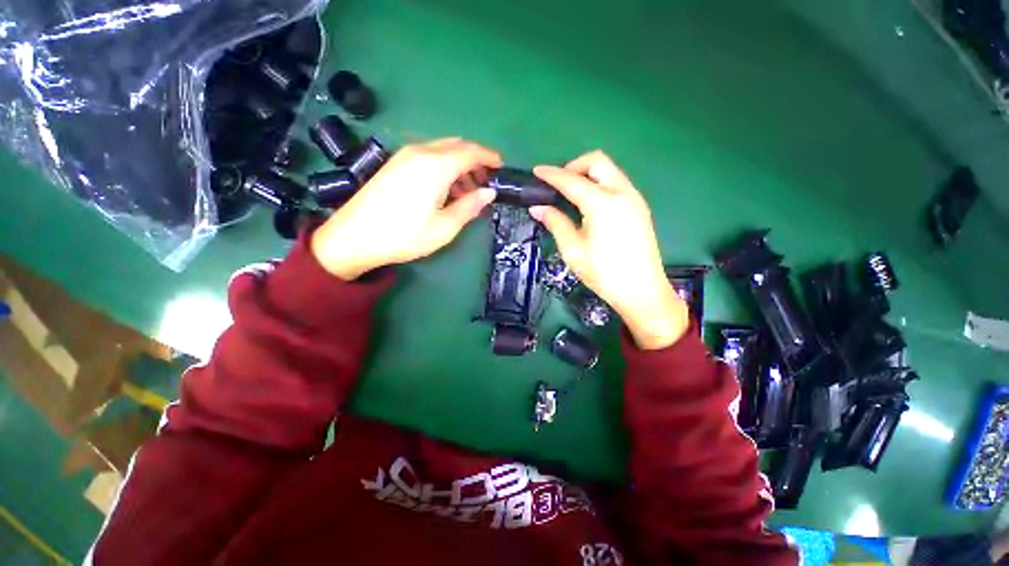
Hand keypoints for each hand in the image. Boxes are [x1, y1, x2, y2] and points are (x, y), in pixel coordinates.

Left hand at [312, 138, 501, 279]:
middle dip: (475, 161)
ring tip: (467, 194)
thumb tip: (489, 193)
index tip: (502, 167)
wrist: (354, 237)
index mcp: (436, 165)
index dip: (489, 157)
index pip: (471, 152)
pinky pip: (428, 157)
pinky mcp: (395, 164)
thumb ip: (470, 206)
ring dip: (460, 166)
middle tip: (485, 184)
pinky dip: (444, 168)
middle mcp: (421, 152)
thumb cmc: (405, 235)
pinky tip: (445, 191)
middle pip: (457, 146)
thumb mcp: (445, 227)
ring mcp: (405, 156)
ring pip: (442, 151)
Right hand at [531, 151, 687, 349]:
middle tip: (558, 185)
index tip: (536, 172)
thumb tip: (538, 207)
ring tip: (571, 194)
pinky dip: (600, 184)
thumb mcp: (573, 250)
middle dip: (574, 166)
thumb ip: (556, 223)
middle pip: (597, 161)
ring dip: (588, 174)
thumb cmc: (604, 273)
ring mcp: (634, 198)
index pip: (571, 180)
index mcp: (602, 203)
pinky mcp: (640, 207)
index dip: (551, 174)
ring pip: (609, 170)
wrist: (642, 291)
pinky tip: (589, 204)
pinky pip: (617, 183)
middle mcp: (622, 192)